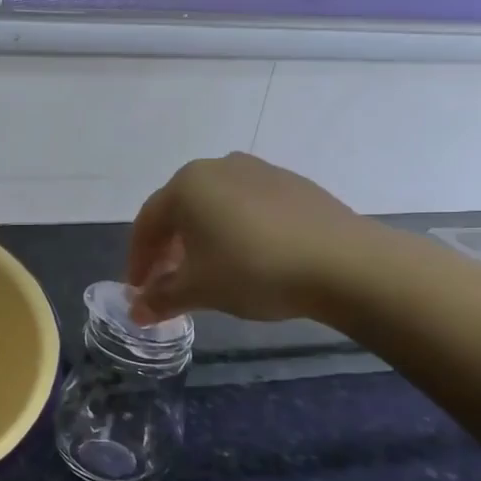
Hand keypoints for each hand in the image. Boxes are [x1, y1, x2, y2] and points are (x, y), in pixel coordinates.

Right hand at [125, 153, 374, 323]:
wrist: (345, 263)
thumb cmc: (253, 270)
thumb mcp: (198, 290)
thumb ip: (161, 298)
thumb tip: (136, 312)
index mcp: (186, 185)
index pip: (147, 223)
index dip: (138, 260)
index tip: (138, 289)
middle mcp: (218, 167)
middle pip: (179, 210)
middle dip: (168, 248)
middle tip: (166, 281)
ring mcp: (259, 171)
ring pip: (214, 207)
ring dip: (201, 238)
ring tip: (206, 271)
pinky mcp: (293, 185)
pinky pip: (247, 207)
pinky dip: (235, 231)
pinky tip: (247, 258)